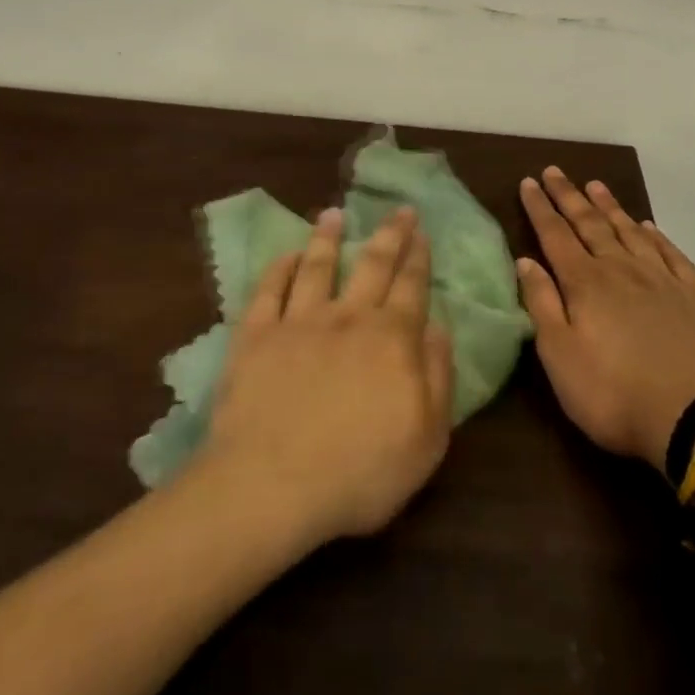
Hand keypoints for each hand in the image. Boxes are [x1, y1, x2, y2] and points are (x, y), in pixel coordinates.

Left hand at [200, 207, 454, 546]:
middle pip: (372, 264)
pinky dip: (279, 268)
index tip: (421, 231)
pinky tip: (286, 255)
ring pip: (318, 266)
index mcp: (391, 338)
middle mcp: (348, 317)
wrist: (272, 486)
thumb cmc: (360, 472)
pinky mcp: (256, 336)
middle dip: (389, 234)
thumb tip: (438, 327)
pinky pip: (268, 291)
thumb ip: (438, 376)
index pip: (412, 286)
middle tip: (397, 208)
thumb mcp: (427, 438)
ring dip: (327, 237)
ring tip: (333, 214)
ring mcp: (299, 322)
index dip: (418, 256)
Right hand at [516, 168, 694, 473]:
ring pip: (629, 231)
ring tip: (595, 185)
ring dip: (610, 206)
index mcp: (586, 283)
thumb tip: (525, 260)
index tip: (528, 182)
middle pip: (590, 224)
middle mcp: (621, 269)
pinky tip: (648, 226)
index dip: (540, 208)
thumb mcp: (561, 357)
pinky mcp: (694, 296)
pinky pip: (670, 253)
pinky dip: (656, 235)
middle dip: (569, 196)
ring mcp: (661, 279)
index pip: (556, 235)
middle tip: (554, 171)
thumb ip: (541, 304)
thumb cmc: (614, 394)